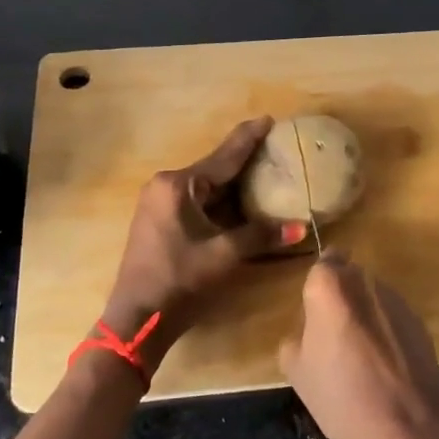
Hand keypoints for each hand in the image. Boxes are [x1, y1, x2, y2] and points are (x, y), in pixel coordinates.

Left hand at [102, 117, 308, 355]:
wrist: (137, 319)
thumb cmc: (179, 280)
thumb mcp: (224, 255)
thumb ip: (261, 235)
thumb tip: (301, 228)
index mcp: (177, 186)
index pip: (223, 157)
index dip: (249, 138)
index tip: (269, 119)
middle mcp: (166, 186)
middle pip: (214, 170)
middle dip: (244, 161)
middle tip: (275, 148)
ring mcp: (160, 205)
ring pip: (206, 188)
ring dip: (234, 185)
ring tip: (265, 172)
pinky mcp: (161, 222)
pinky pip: (198, 203)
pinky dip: (221, 202)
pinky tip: (242, 202)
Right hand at [280, 252, 438, 438]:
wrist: (408, 431)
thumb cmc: (341, 398)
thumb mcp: (296, 370)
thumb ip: (297, 334)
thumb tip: (310, 327)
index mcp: (330, 288)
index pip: (323, 263)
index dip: (318, 286)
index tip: (315, 313)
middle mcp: (366, 283)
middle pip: (349, 277)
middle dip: (341, 298)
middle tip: (333, 336)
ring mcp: (398, 301)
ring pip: (372, 296)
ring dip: (364, 314)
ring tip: (361, 357)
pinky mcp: (421, 322)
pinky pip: (393, 317)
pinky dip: (386, 332)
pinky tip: (385, 367)